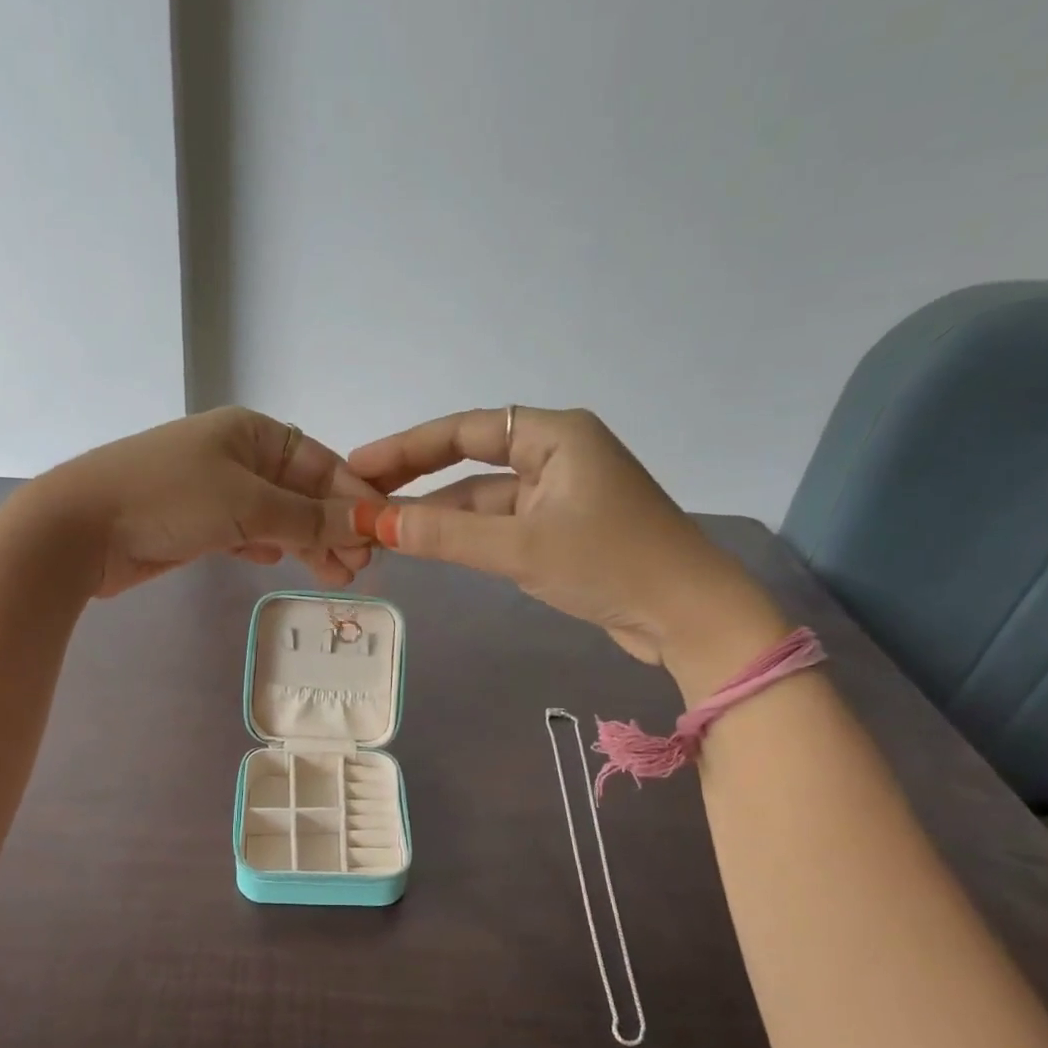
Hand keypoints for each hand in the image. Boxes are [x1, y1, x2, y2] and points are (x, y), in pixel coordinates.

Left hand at [25, 407, 379, 595]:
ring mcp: (214, 491)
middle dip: (332, 526)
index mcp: (251, 432)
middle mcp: (236, 455)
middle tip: (358, 568)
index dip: (352, 497)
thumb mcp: (247, 504)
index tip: (379, 533)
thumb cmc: (168, 499)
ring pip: (277, 516)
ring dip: (306, 543)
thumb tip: (365, 524)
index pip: (320, 462)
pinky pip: (248, 532)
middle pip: (301, 491)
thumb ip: (308, 518)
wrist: (80, 529)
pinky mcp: (196, 524)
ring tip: (335, 577)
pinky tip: (279, 562)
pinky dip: (268, 546)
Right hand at [348, 406, 783, 676]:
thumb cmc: (611, 565)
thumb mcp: (520, 548)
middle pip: (469, 462)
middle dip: (415, 480)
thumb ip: (445, 536)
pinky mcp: (559, 531)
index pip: (465, 430)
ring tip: (378, 527)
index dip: (407, 447)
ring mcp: (557, 495)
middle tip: (358, 496)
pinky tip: (426, 546)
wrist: (689, 617)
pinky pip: (498, 525)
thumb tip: (374, 523)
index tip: (358, 465)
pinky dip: (463, 536)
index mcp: (555, 436)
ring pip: (481, 499)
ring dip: (436, 514)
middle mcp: (555, 455)